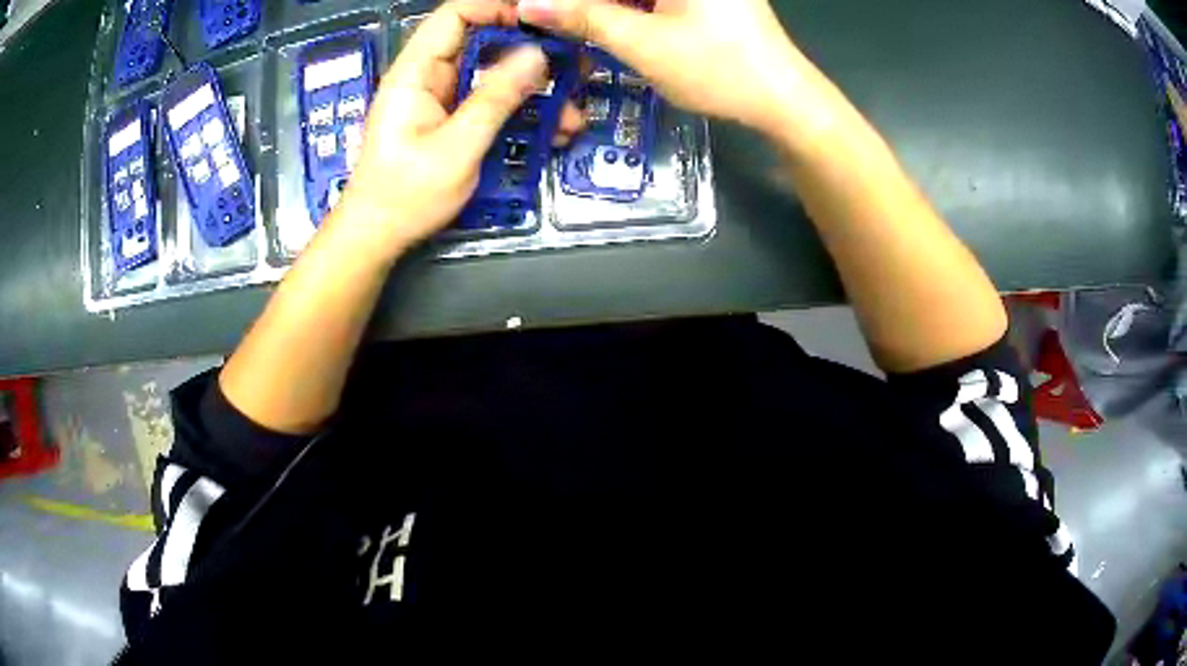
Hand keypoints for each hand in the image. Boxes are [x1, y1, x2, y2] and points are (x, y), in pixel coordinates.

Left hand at [332, 0, 584, 260]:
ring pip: (493, 74)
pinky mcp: (453, 120)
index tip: (541, 21)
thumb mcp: (456, 147)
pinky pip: (491, 101)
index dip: (497, 9)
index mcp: (416, 72)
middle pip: (482, 42)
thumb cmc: (405, 195)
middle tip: (572, 67)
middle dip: (529, 51)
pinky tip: (550, 130)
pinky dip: (521, 111)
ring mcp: (442, 99)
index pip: (456, 16)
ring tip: (569, 111)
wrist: (378, 236)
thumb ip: (495, 98)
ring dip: (533, 88)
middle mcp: (429, 77)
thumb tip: (537, 54)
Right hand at [518, 0, 806, 134]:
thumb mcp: (643, 43)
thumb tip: (530, 3)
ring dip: (605, 7)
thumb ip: (583, 17)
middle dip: (586, 6)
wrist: (783, 97)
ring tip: (573, 23)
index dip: (570, 2)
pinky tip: (610, 21)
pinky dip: (630, 7)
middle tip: (550, 18)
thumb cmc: (718, 69)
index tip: (537, 10)